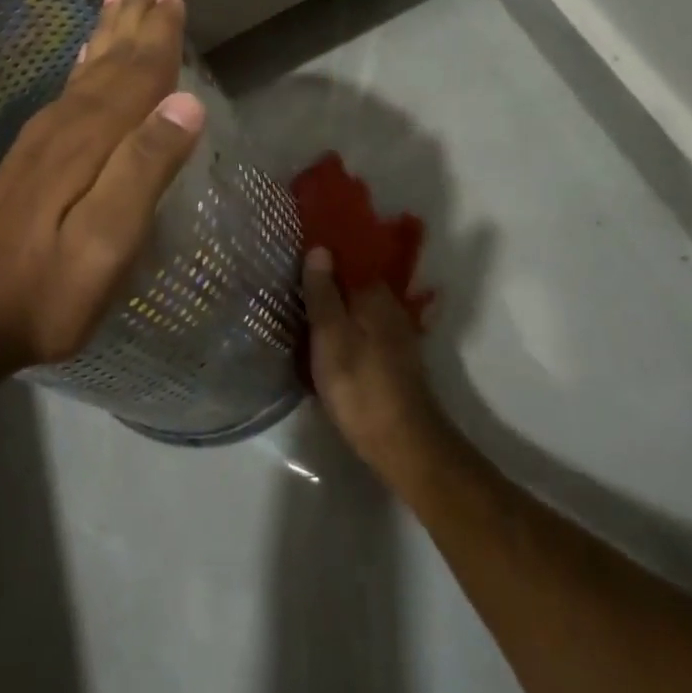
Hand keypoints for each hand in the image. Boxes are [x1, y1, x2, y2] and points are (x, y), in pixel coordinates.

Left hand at [0, 0, 205, 372]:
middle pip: (108, 61)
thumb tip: (187, 103)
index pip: (136, 75)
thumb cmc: (41, 291)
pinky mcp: (32, 159)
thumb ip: (143, 172)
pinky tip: (85, 61)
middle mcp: (65, 126)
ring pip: (86, 71)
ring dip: (106, 33)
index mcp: (90, 141)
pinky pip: (68, 92)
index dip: (158, 36)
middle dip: (131, 19)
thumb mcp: (104, 245)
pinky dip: (84, 66)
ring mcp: (43, 140)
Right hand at [304, 248, 458, 485]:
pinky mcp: (391, 360)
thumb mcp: (330, 335)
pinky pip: (359, 331)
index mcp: (374, 294)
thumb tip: (320, 248)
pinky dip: (341, 331)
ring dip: (332, 309)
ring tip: (299, 311)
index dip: (320, 257)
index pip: (346, 259)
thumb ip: (323, 292)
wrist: (403, 444)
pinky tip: (322, 341)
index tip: (291, 256)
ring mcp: (393, 335)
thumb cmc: (360, 385)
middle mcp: (389, 307)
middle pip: (350, 285)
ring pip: (355, 310)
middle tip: (287, 285)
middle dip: (324, 284)